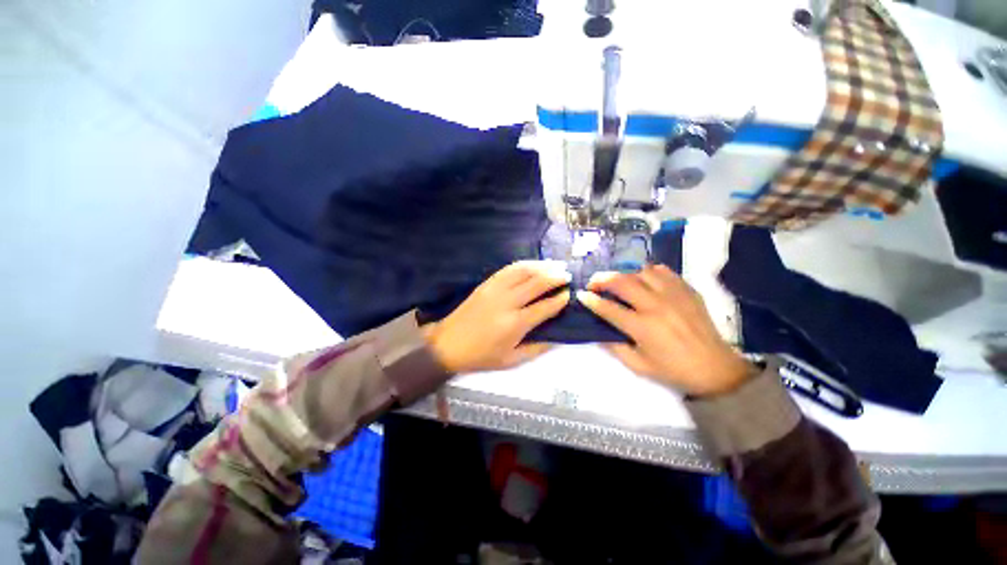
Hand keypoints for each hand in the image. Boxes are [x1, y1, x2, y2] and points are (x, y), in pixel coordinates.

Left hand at [424, 261, 570, 373]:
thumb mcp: (511, 361)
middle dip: (556, 277)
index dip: (560, 300)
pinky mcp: (486, 284)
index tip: (569, 295)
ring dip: (542, 266)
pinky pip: (508, 269)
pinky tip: (533, 264)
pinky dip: (524, 264)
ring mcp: (495, 290)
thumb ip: (537, 349)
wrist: (448, 344)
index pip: (545, 307)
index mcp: (515, 324)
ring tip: (556, 265)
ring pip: (523, 271)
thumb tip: (558, 338)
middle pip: (537, 283)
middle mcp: (507, 302)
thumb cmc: (481, 356)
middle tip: (568, 275)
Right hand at [576, 265, 753, 396]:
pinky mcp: (687, 290)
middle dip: (602, 279)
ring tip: (617, 281)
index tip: (581, 295)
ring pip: (641, 272)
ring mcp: (674, 295)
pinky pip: (663, 271)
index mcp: (643, 327)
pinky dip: (647, 271)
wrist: (716, 369)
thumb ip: (614, 347)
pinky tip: (642, 279)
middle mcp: (656, 306)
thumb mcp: (639, 366)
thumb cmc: (674, 370)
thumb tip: (598, 332)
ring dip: (624, 274)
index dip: (591, 300)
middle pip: (622, 282)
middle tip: (594, 283)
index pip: (608, 308)